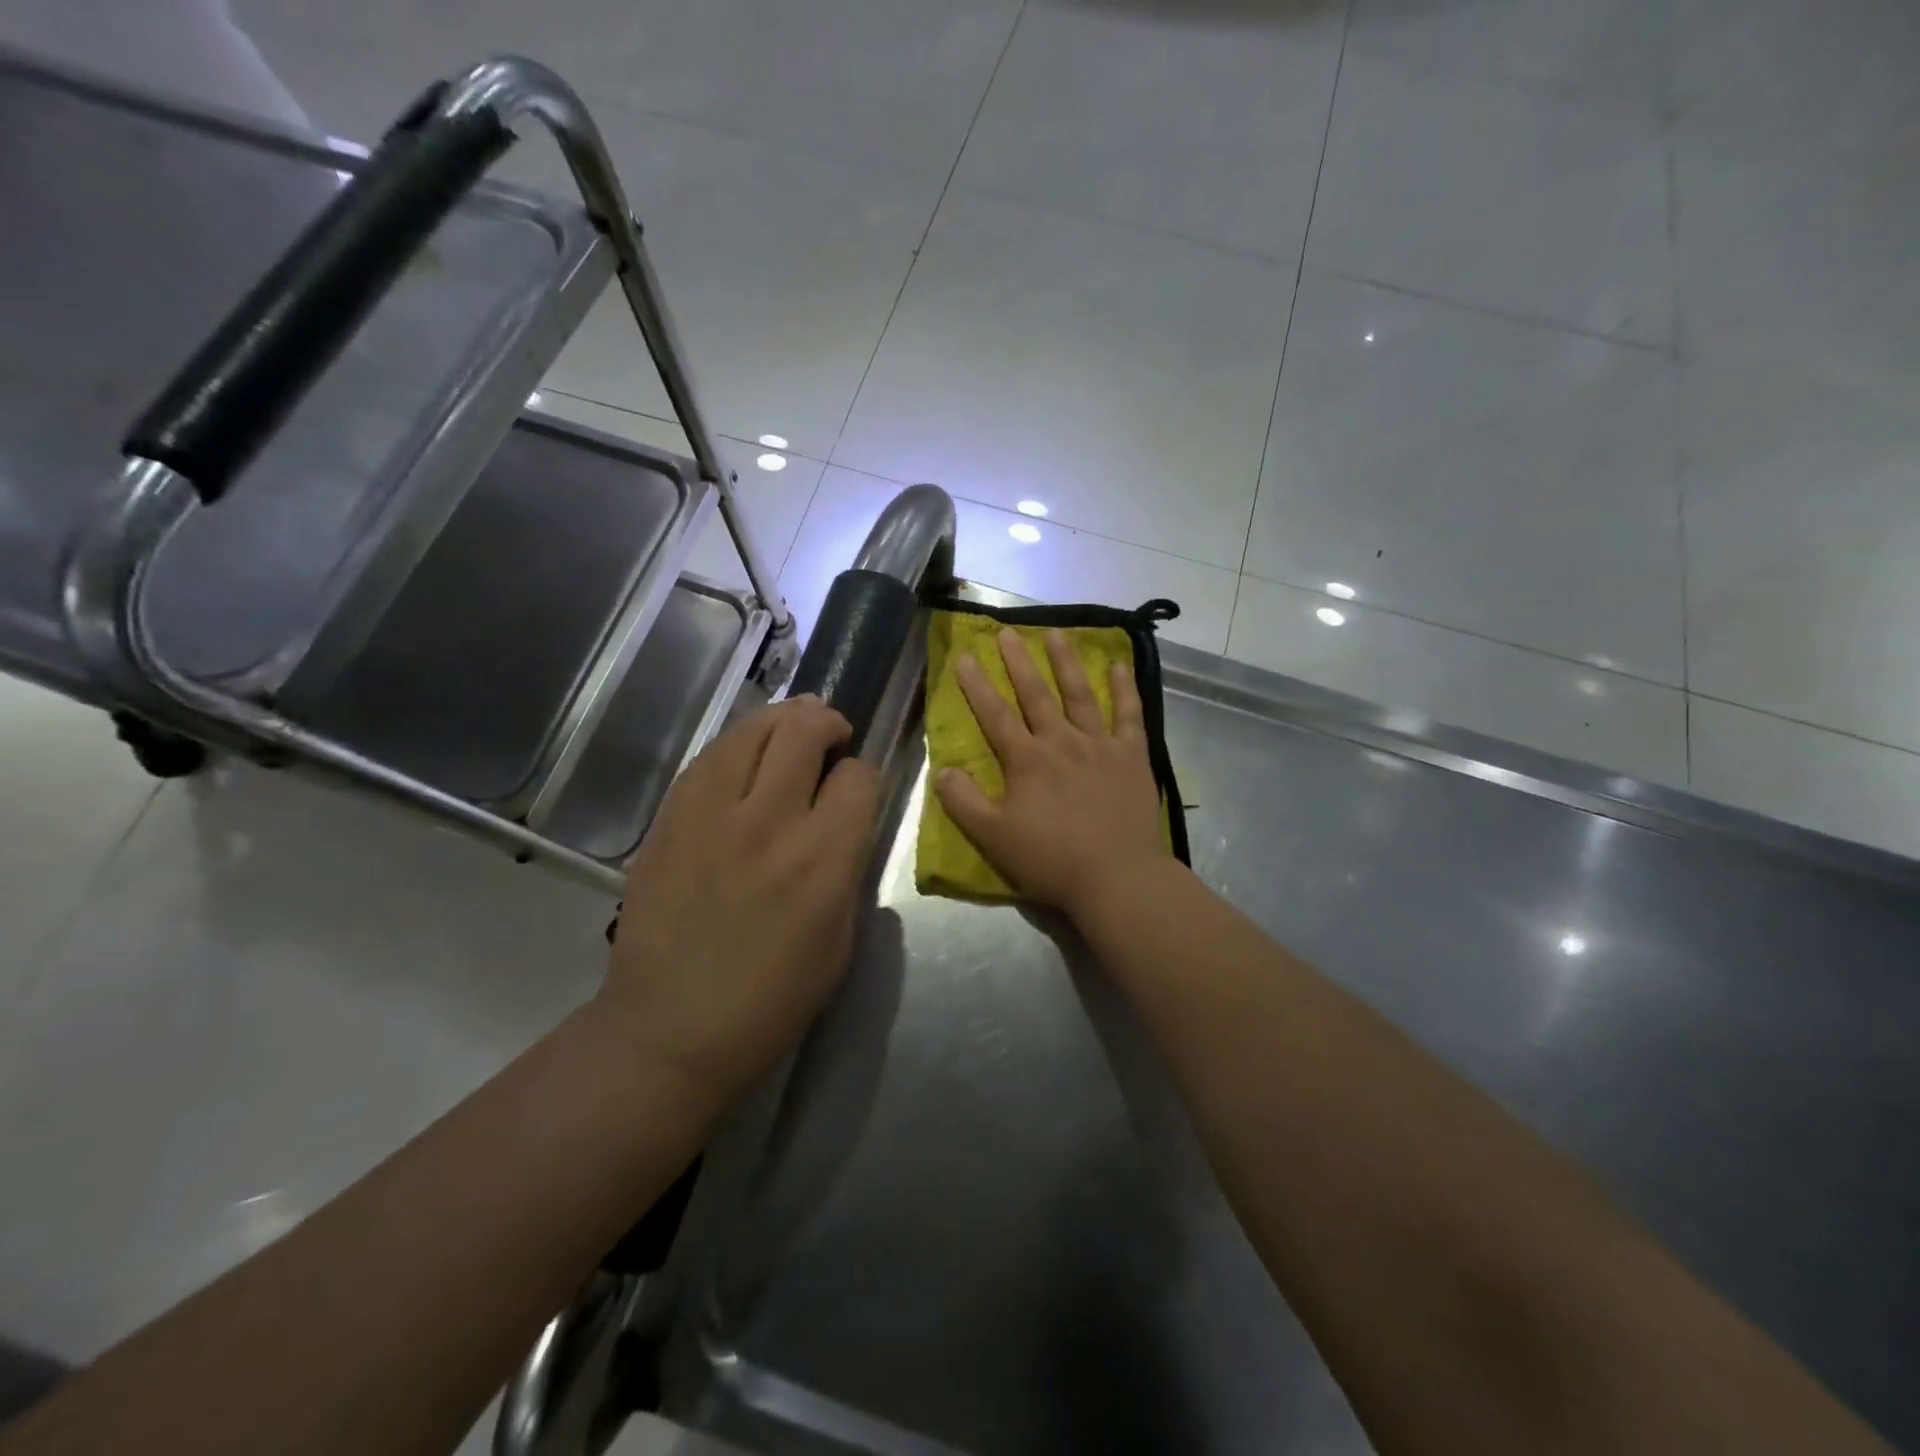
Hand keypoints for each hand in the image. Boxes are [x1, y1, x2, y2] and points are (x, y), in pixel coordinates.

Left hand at [600, 696, 881, 1117]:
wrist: (670, 1029)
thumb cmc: (771, 999)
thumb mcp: (840, 939)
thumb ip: (848, 866)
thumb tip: (846, 819)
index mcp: (823, 860)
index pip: (858, 777)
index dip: (864, 775)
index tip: (856, 789)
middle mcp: (770, 822)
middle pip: (805, 729)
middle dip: (827, 722)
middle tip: (831, 737)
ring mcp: (711, 814)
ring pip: (753, 728)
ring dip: (782, 721)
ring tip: (789, 734)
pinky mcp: (670, 817)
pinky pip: (710, 756)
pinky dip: (738, 747)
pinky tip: (743, 763)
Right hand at [935, 627, 1169, 920]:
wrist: (1116, 877)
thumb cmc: (1050, 859)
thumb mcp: (993, 837)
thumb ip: (964, 802)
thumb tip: (943, 771)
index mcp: (1027, 761)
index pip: (995, 716)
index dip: (977, 686)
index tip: (965, 657)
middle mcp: (1062, 742)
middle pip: (1036, 694)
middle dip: (1019, 662)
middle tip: (1008, 631)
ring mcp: (1100, 746)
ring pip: (1080, 695)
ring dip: (1066, 662)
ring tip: (1056, 633)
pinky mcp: (1132, 757)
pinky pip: (1129, 715)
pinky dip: (1125, 689)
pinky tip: (1119, 665)